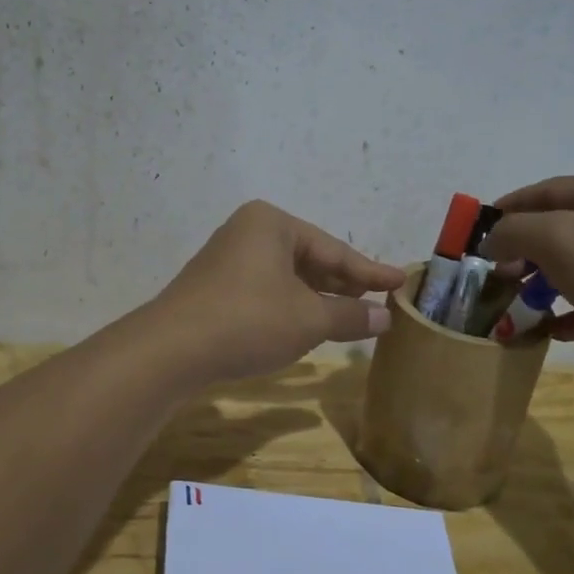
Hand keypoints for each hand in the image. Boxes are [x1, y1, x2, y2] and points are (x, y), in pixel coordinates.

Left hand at [147, 201, 405, 382]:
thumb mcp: (308, 319)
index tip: (401, 282)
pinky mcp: (214, 288)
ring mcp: (227, 260)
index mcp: (271, 224)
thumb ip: (350, 315)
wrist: (172, 349)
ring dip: (317, 298)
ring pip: (286, 277)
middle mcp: (247, 232)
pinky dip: (291, 306)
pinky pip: (265, 291)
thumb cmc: (249, 321)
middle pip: (309, 259)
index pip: (333, 248)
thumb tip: (385, 317)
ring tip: (350, 317)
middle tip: (378, 302)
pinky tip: (306, 325)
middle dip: (343, 284)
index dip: (370, 270)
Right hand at [483, 176, 573, 375]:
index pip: (544, 191)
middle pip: (560, 228)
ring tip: (520, 306)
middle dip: (523, 252)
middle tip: (496, 276)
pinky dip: (573, 311)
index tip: (475, 236)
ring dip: (544, 285)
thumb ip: (514, 231)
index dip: (505, 210)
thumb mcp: (558, 240)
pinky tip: (554, 331)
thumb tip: (492, 240)